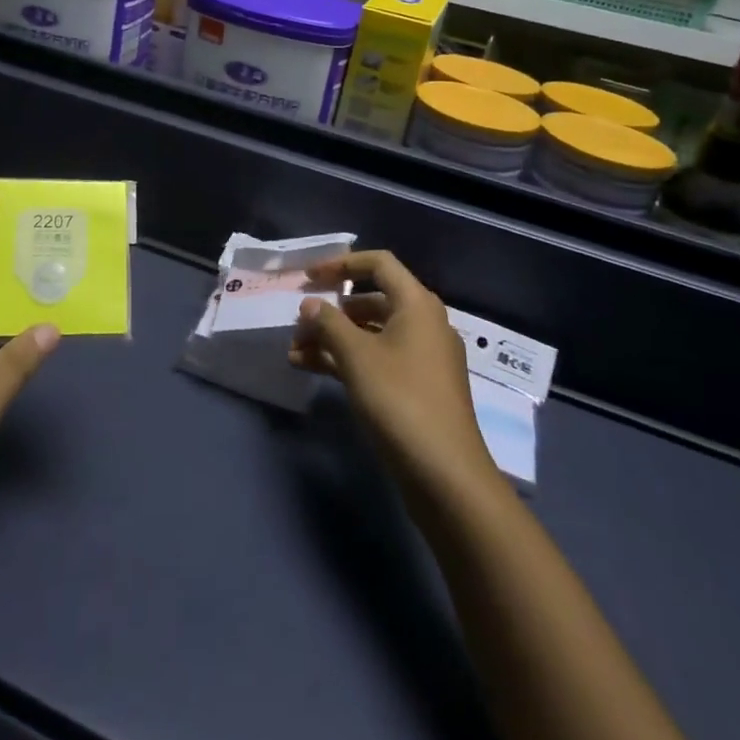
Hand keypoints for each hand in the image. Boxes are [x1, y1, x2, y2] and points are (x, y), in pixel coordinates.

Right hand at [291, 250, 498, 501]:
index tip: (308, 277)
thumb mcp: (357, 357)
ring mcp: (422, 358)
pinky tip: (311, 369)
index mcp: (417, 305)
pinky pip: (377, 359)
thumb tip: (310, 303)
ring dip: (333, 339)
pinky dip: (347, 360)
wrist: (446, 475)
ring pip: (371, 334)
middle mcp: (423, 324)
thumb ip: (329, 323)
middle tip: (297, 323)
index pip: (378, 264)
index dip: (341, 264)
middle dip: (331, 311)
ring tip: (294, 352)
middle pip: (371, 301)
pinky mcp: (416, 388)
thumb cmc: (400, 401)